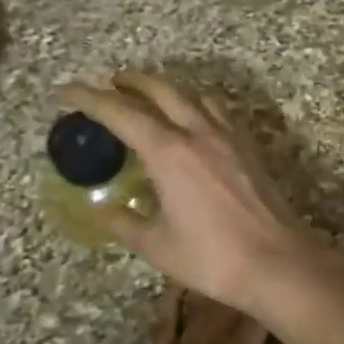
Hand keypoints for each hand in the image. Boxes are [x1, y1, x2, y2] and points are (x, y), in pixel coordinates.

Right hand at [55, 72, 319, 316]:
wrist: (278, 262)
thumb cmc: (212, 257)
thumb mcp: (157, 245)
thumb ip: (125, 224)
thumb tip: (103, 212)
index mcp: (169, 151)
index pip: (120, 112)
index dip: (88, 98)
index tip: (65, 92)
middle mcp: (199, 132)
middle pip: (161, 90)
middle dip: (131, 81)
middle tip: (110, 82)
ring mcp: (230, 137)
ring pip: (195, 95)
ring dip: (168, 88)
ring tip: (151, 96)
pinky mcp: (250, 148)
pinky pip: (219, 111)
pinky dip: (198, 104)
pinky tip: (195, 120)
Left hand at [124, 288, 304, 343]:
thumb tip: (296, 336)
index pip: (259, 310)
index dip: (274, 296)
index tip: (287, 286)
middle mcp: (204, 341)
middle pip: (228, 302)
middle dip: (247, 288)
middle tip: (264, 276)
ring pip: (198, 305)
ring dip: (216, 288)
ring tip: (229, 270)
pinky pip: (165, 320)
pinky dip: (174, 299)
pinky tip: (183, 284)